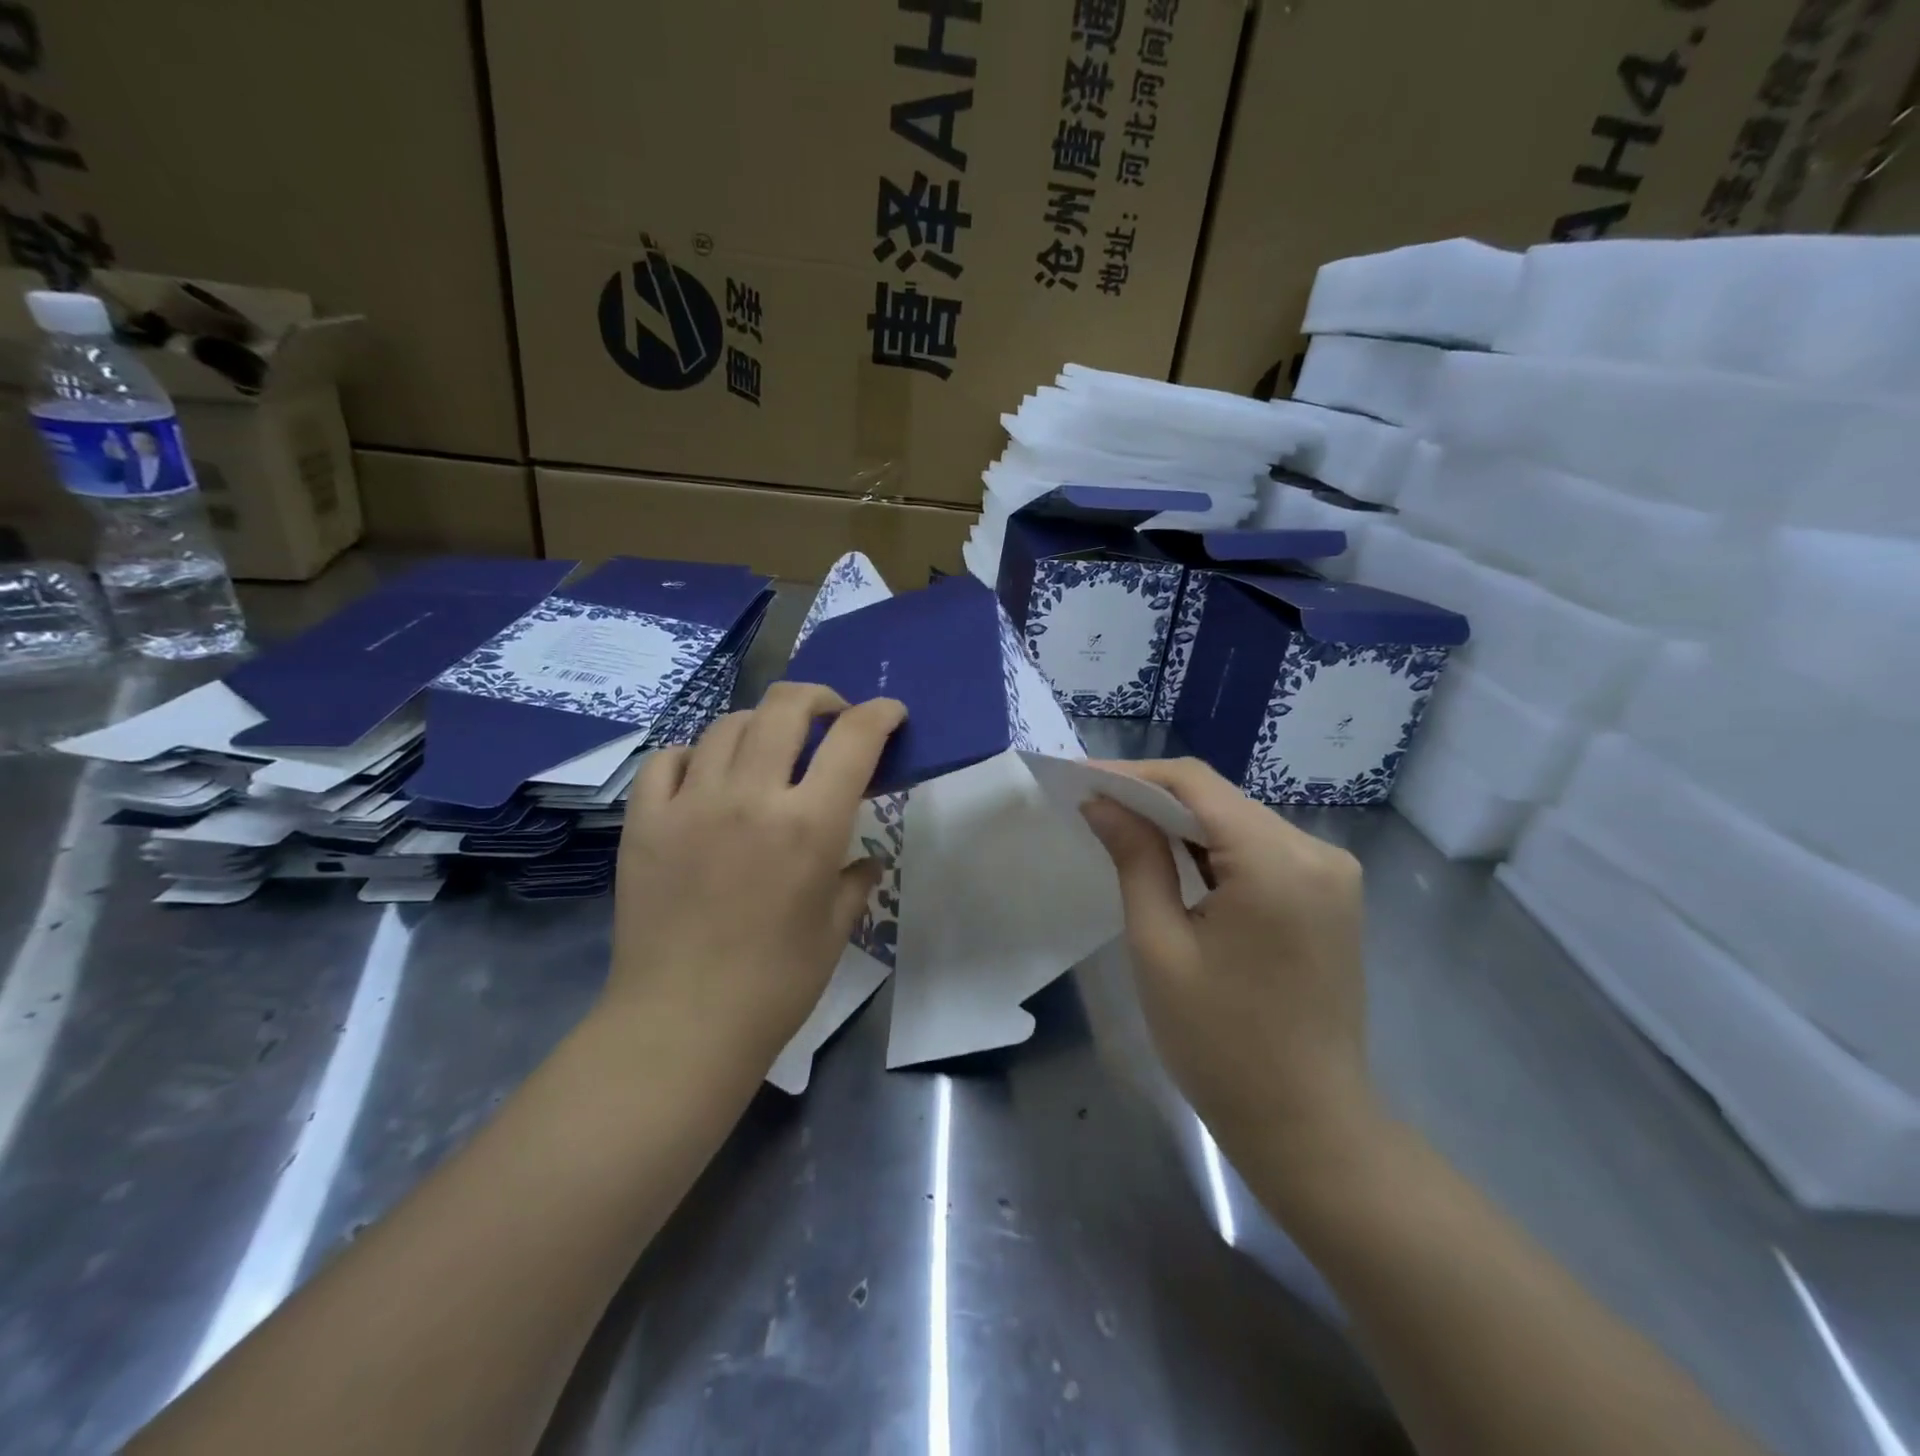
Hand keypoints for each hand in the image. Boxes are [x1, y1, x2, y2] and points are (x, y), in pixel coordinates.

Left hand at [607, 683, 906, 1071]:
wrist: (681, 1024)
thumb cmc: (775, 983)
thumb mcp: (835, 928)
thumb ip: (854, 880)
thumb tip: (863, 860)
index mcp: (809, 824)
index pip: (854, 738)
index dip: (880, 714)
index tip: (890, 714)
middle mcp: (750, 796)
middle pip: (785, 706)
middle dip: (818, 698)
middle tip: (829, 718)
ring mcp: (690, 803)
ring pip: (727, 725)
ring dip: (759, 726)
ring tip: (768, 751)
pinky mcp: (645, 820)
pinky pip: (668, 760)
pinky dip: (694, 757)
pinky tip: (705, 778)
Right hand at [1080, 758, 1379, 1174]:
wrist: (1308, 1126)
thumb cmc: (1220, 1044)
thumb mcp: (1160, 946)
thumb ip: (1135, 860)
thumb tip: (1101, 803)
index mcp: (1278, 863)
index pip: (1195, 784)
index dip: (1133, 774)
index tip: (1080, 781)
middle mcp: (1317, 852)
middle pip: (1221, 800)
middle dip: (1154, 798)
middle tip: (1093, 806)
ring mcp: (1332, 874)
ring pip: (1240, 822)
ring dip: (1182, 824)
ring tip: (1122, 828)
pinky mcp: (1331, 896)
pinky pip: (1262, 851)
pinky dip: (1214, 850)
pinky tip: (1174, 861)